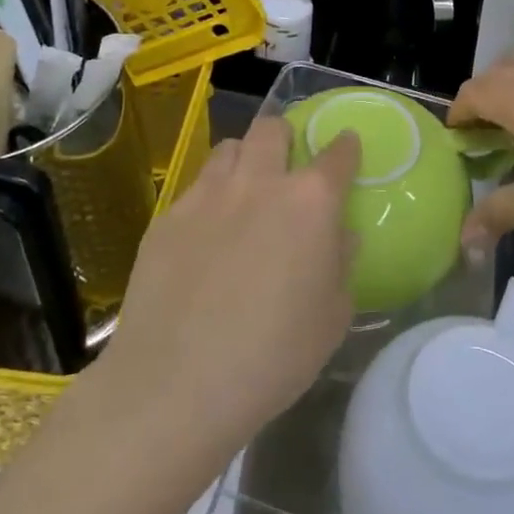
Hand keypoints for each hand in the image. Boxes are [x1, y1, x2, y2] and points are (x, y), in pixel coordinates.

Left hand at [92, 117, 360, 453]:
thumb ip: (341, 265)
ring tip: (244, 191)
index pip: (337, 154)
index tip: (347, 147)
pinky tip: (205, 236)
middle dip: (285, 137)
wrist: (175, 385)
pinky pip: (195, 188)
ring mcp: (207, 195)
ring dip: (244, 159)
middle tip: (287, 166)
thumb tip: (341, 236)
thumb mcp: (331, 320)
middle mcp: (259, 183)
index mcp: (309, 203)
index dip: (345, 147)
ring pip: (229, 148)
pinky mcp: (167, 217)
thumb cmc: (272, 357)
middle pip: (272, 128)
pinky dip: (209, 197)